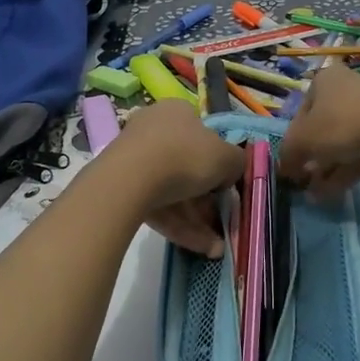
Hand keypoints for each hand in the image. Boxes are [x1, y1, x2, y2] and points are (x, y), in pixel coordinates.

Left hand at [105, 99, 243, 257]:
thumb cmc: (185, 156)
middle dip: (207, 200)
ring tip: (215, 247)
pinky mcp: (123, 187)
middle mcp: (154, 129)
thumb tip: (231, 172)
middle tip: (222, 221)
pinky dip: (179, 226)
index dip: (218, 161)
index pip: (202, 134)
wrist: (131, 179)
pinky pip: (158, 206)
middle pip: (188, 166)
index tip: (226, 185)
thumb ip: (236, 163)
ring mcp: (135, 158)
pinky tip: (200, 248)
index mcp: (177, 112)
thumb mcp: (227, 158)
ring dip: (197, 220)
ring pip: (173, 191)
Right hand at [279, 62, 359, 201]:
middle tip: (302, 181)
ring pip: (341, 144)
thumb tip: (284, 168)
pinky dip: (344, 173)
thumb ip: (288, 154)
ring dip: (325, 170)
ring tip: (313, 196)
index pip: (301, 111)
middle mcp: (347, 90)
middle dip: (311, 158)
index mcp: (325, 80)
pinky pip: (359, 155)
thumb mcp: (302, 140)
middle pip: (322, 128)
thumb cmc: (340, 124)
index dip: (292, 140)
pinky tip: (330, 195)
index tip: (290, 163)